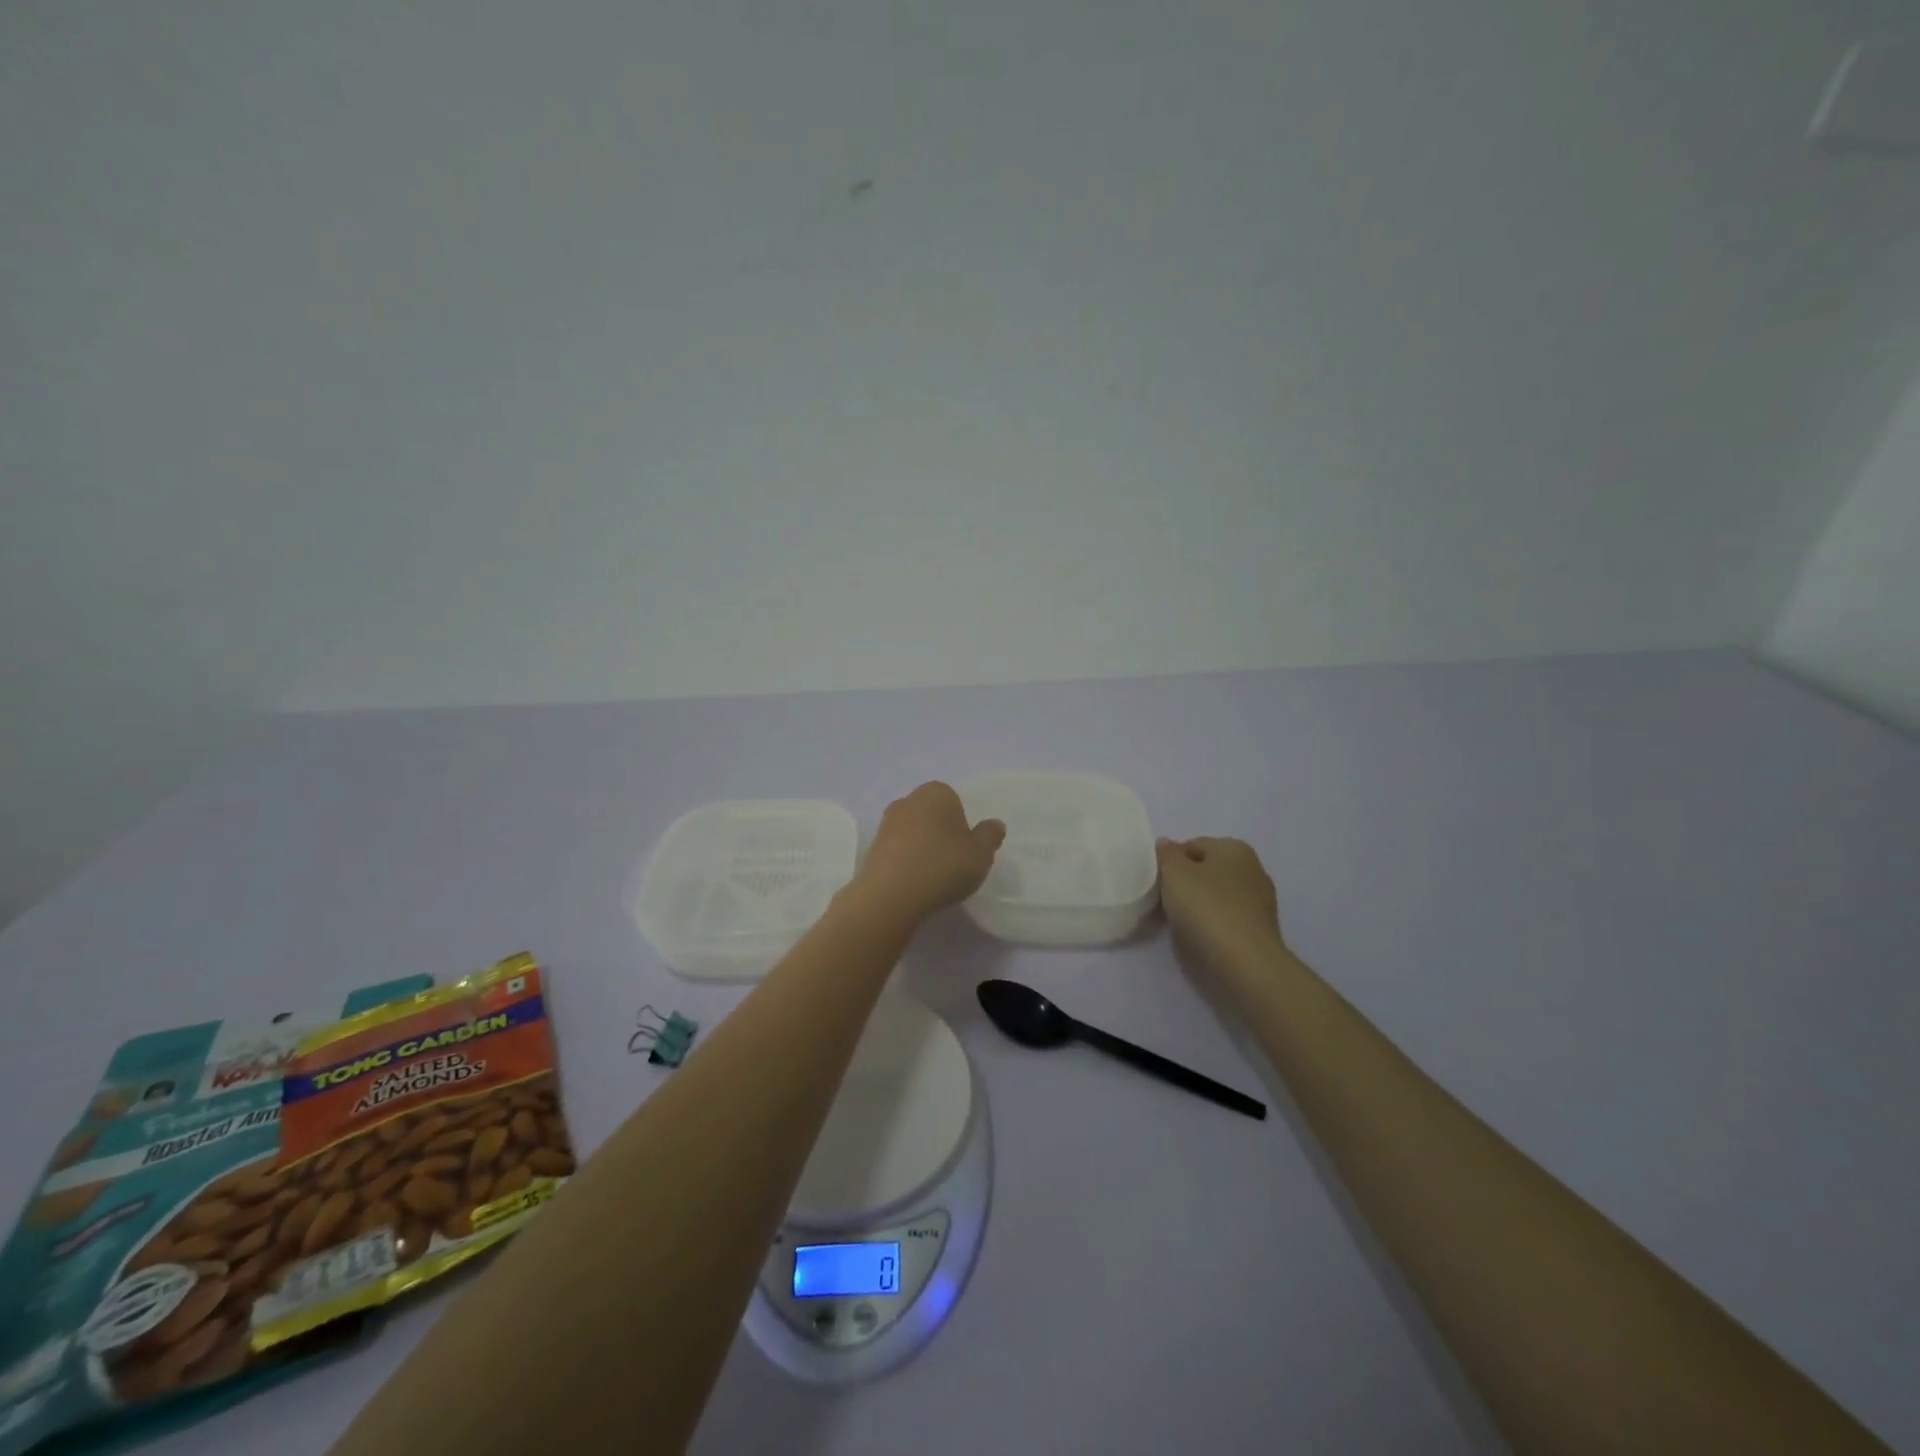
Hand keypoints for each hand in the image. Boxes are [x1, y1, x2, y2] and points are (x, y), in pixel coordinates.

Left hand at [853, 782, 1006, 921]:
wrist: (891, 894)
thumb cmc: (943, 865)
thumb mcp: (981, 854)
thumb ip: (990, 836)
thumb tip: (994, 824)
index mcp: (936, 792)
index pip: (954, 801)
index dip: (962, 824)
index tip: (966, 849)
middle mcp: (908, 800)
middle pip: (931, 815)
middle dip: (940, 833)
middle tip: (952, 862)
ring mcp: (886, 824)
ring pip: (912, 833)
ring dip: (921, 848)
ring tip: (933, 877)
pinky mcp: (871, 848)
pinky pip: (897, 852)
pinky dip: (906, 863)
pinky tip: (914, 883)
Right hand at [1156, 837, 1284, 960]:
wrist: (1245, 965)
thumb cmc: (1207, 909)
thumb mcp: (1175, 873)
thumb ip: (1166, 854)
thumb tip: (1167, 845)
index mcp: (1235, 848)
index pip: (1192, 846)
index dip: (1169, 862)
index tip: (1156, 884)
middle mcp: (1252, 869)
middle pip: (1205, 871)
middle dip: (1183, 885)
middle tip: (1162, 904)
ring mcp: (1259, 902)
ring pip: (1215, 896)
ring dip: (1196, 906)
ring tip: (1177, 924)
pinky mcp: (1259, 930)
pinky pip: (1225, 919)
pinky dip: (1210, 925)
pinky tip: (1197, 938)